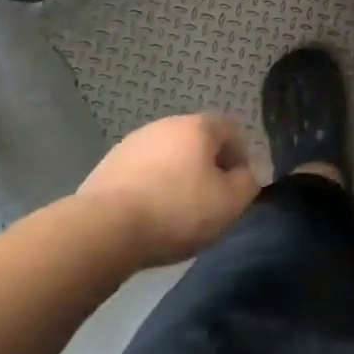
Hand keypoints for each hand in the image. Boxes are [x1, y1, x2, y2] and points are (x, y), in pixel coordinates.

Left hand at [78, 114, 260, 267]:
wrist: (105, 229)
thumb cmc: (177, 211)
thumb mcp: (230, 204)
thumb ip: (248, 184)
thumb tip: (244, 176)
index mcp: (198, 127)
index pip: (232, 130)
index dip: (242, 157)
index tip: (239, 188)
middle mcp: (165, 124)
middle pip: (198, 141)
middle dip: (209, 166)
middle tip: (211, 200)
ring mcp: (133, 142)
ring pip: (169, 156)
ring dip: (179, 176)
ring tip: (178, 211)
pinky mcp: (109, 164)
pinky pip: (144, 171)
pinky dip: (153, 186)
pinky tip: (150, 214)